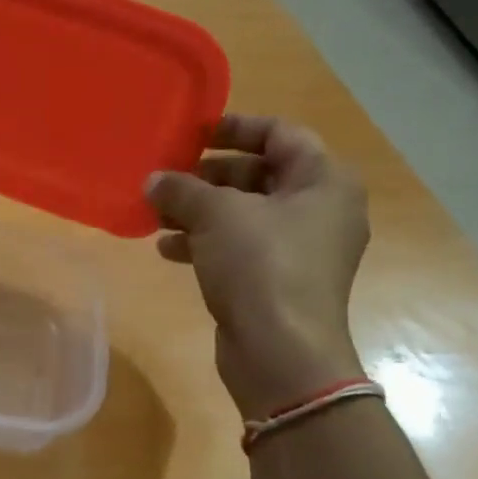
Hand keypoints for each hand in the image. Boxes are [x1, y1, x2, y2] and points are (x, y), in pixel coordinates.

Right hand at [144, 114, 368, 419]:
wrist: (281, 351)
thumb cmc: (261, 265)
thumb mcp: (216, 215)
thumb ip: (182, 189)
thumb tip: (153, 180)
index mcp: (324, 181)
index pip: (281, 134)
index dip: (236, 127)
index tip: (193, 132)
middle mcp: (320, 211)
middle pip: (260, 175)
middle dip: (209, 175)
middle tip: (169, 175)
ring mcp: (301, 250)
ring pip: (244, 215)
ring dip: (200, 211)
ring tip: (157, 213)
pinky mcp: (278, 281)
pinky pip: (240, 248)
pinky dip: (205, 243)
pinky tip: (167, 249)